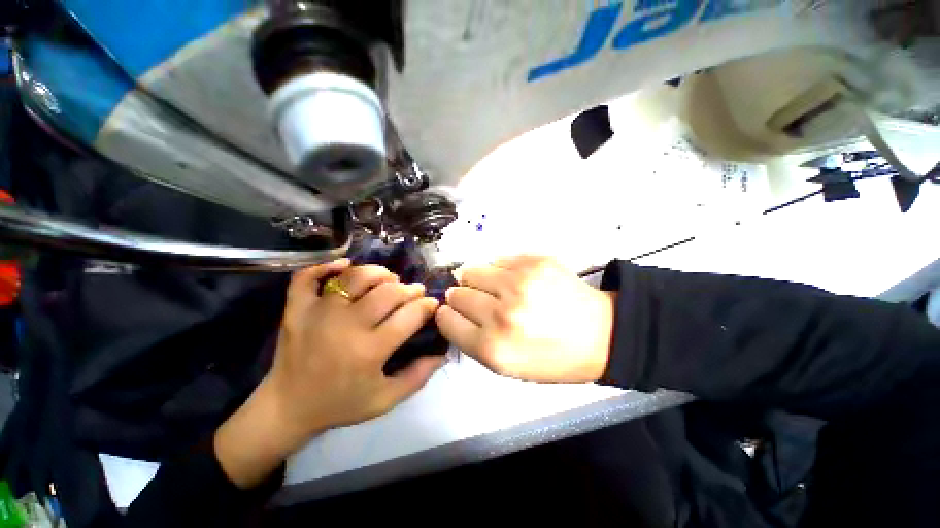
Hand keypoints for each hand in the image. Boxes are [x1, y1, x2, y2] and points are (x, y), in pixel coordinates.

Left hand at [215, 259, 441, 487]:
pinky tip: (344, 265)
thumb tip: (442, 354)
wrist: (288, 408)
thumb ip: (418, 376)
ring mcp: (318, 313)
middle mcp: (346, 326)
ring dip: (378, 273)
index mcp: (369, 351)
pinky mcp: (296, 309)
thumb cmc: (340, 404)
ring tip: (388, 279)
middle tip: (414, 292)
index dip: (427, 306)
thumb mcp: (385, 400)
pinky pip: (308, 277)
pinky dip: (326, 266)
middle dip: (409, 289)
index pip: (410, 316)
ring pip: (356, 277)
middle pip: (388, 292)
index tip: (432, 304)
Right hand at [436, 255, 615, 382]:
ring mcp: (518, 283)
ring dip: (478, 281)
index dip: (447, 315)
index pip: (446, 320)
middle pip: (456, 293)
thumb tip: (451, 311)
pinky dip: (499, 270)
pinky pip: (496, 259)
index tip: (454, 313)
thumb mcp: (506, 367)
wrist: (600, 334)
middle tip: (481, 302)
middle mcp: (501, 313)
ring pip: (471, 270)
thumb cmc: (551, 357)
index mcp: (493, 348)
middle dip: (461, 297)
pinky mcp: (533, 261)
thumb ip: (472, 341)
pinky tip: (516, 280)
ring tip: (497, 289)